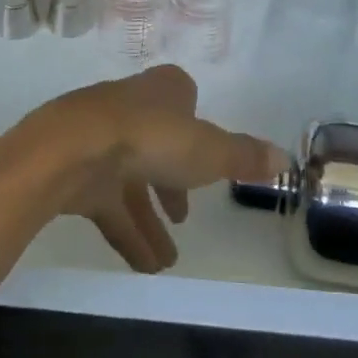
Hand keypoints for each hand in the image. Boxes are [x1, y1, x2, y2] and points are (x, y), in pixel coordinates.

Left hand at [0, 64, 284, 273]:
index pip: (182, 97)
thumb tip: (286, 157)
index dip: (195, 125)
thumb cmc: (150, 138)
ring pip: (132, 180)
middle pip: (158, 142)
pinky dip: (127, 233)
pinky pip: (108, 205)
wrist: (72, 150)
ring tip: (169, 262)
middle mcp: (132, 108)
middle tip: (185, 216)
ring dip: (150, 219)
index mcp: (163, 91)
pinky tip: (144, 266)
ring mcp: (102, 139)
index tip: (206, 156)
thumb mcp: (208, 150)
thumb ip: (244, 157)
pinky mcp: (79, 170)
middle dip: (172, 181)